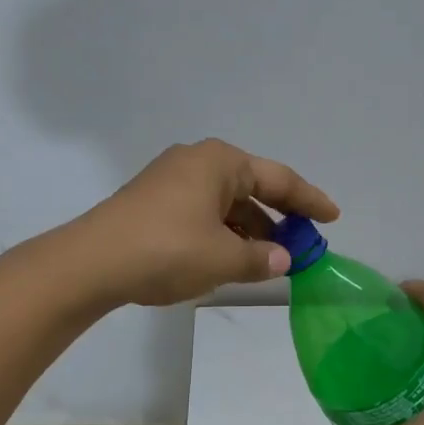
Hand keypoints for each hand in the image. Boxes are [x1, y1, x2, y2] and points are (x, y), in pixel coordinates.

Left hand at [75, 139, 338, 306]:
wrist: (90, 263)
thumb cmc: (168, 250)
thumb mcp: (223, 259)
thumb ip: (261, 258)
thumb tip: (282, 259)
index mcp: (221, 162)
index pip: (279, 179)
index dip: (310, 200)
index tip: (332, 217)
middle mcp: (198, 161)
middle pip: (252, 187)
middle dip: (278, 217)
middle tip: (303, 243)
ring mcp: (171, 179)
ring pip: (226, 203)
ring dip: (249, 229)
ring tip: (269, 260)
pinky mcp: (153, 201)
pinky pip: (203, 212)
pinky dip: (222, 232)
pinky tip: (230, 258)